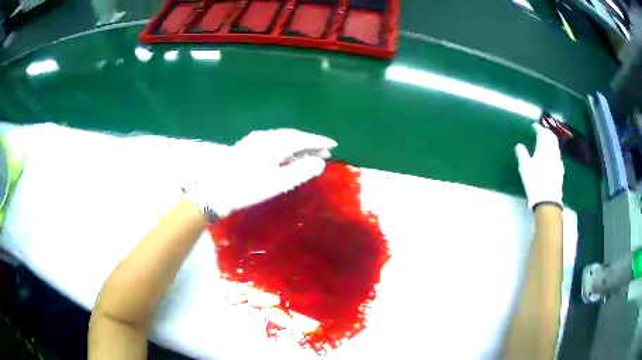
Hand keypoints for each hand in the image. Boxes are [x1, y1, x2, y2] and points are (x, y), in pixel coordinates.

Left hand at [183, 129, 336, 217]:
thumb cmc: (247, 188)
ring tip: (308, 154)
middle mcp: (266, 137)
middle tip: (324, 151)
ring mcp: (254, 141)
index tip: (334, 145)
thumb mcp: (277, 183)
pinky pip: (272, 142)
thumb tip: (320, 163)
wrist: (214, 189)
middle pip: (293, 136)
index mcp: (275, 144)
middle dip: (309, 143)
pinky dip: (284, 147)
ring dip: (297, 145)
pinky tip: (285, 154)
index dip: (319, 141)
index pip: (302, 139)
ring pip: (282, 138)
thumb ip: (300, 172)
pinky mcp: (247, 146)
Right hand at [515, 123, 563, 209]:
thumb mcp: (525, 167)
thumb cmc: (535, 181)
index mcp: (544, 148)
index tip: (534, 126)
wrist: (548, 200)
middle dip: (546, 132)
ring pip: (555, 146)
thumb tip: (519, 145)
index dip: (538, 128)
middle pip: (552, 137)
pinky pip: (557, 155)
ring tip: (545, 142)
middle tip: (541, 131)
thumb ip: (522, 154)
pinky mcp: (560, 170)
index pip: (543, 133)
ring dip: (551, 141)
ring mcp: (558, 161)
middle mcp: (553, 152)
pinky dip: (553, 151)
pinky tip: (551, 156)